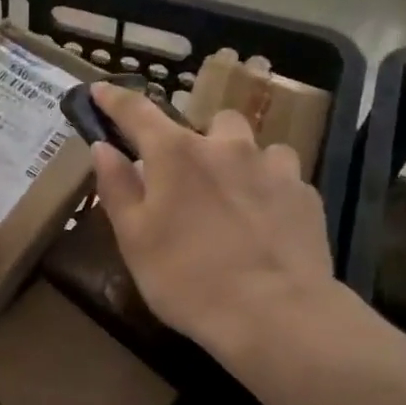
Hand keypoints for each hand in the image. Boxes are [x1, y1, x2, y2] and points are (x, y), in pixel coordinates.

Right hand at [89, 82, 354, 363]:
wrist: (275, 315)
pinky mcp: (305, 194)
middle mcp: (226, 146)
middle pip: (209, 122)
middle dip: (198, 140)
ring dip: (239, 161)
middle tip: (189, 178)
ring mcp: (272, 166)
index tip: (100, 89)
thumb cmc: (187, 279)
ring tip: (234, 198)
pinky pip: (283, 176)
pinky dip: (269, 188)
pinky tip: (265, 222)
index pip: (136, 112)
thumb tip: (103, 148)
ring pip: (254, 146)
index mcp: (176, 154)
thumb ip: (117, 187)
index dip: (114, 99)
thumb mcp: (134, 239)